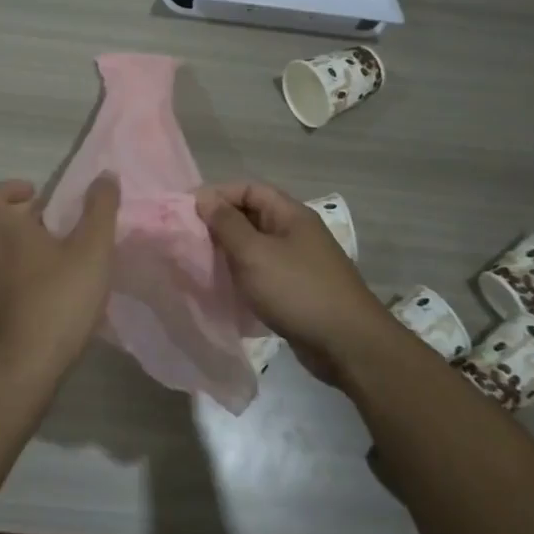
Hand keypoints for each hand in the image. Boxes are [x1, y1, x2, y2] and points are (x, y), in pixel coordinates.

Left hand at [0, 175, 120, 373]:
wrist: (25, 368)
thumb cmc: (58, 300)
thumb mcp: (92, 250)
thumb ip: (100, 210)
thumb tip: (105, 175)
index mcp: (7, 234)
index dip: (5, 190)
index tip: (37, 196)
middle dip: (11, 218)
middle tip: (44, 222)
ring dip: (19, 249)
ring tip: (59, 257)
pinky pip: (5, 284)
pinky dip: (24, 278)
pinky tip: (56, 291)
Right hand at [198, 180, 394, 383]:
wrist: (347, 344)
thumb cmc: (298, 290)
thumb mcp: (255, 254)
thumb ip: (227, 224)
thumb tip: (204, 198)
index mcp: (290, 214)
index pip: (248, 189)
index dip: (216, 195)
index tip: (185, 212)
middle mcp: (295, 232)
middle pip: (251, 216)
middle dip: (219, 225)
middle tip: (187, 240)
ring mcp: (298, 262)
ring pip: (255, 247)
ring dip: (228, 253)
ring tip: (198, 264)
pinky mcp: (297, 290)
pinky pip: (263, 273)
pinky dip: (242, 276)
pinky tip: (223, 289)